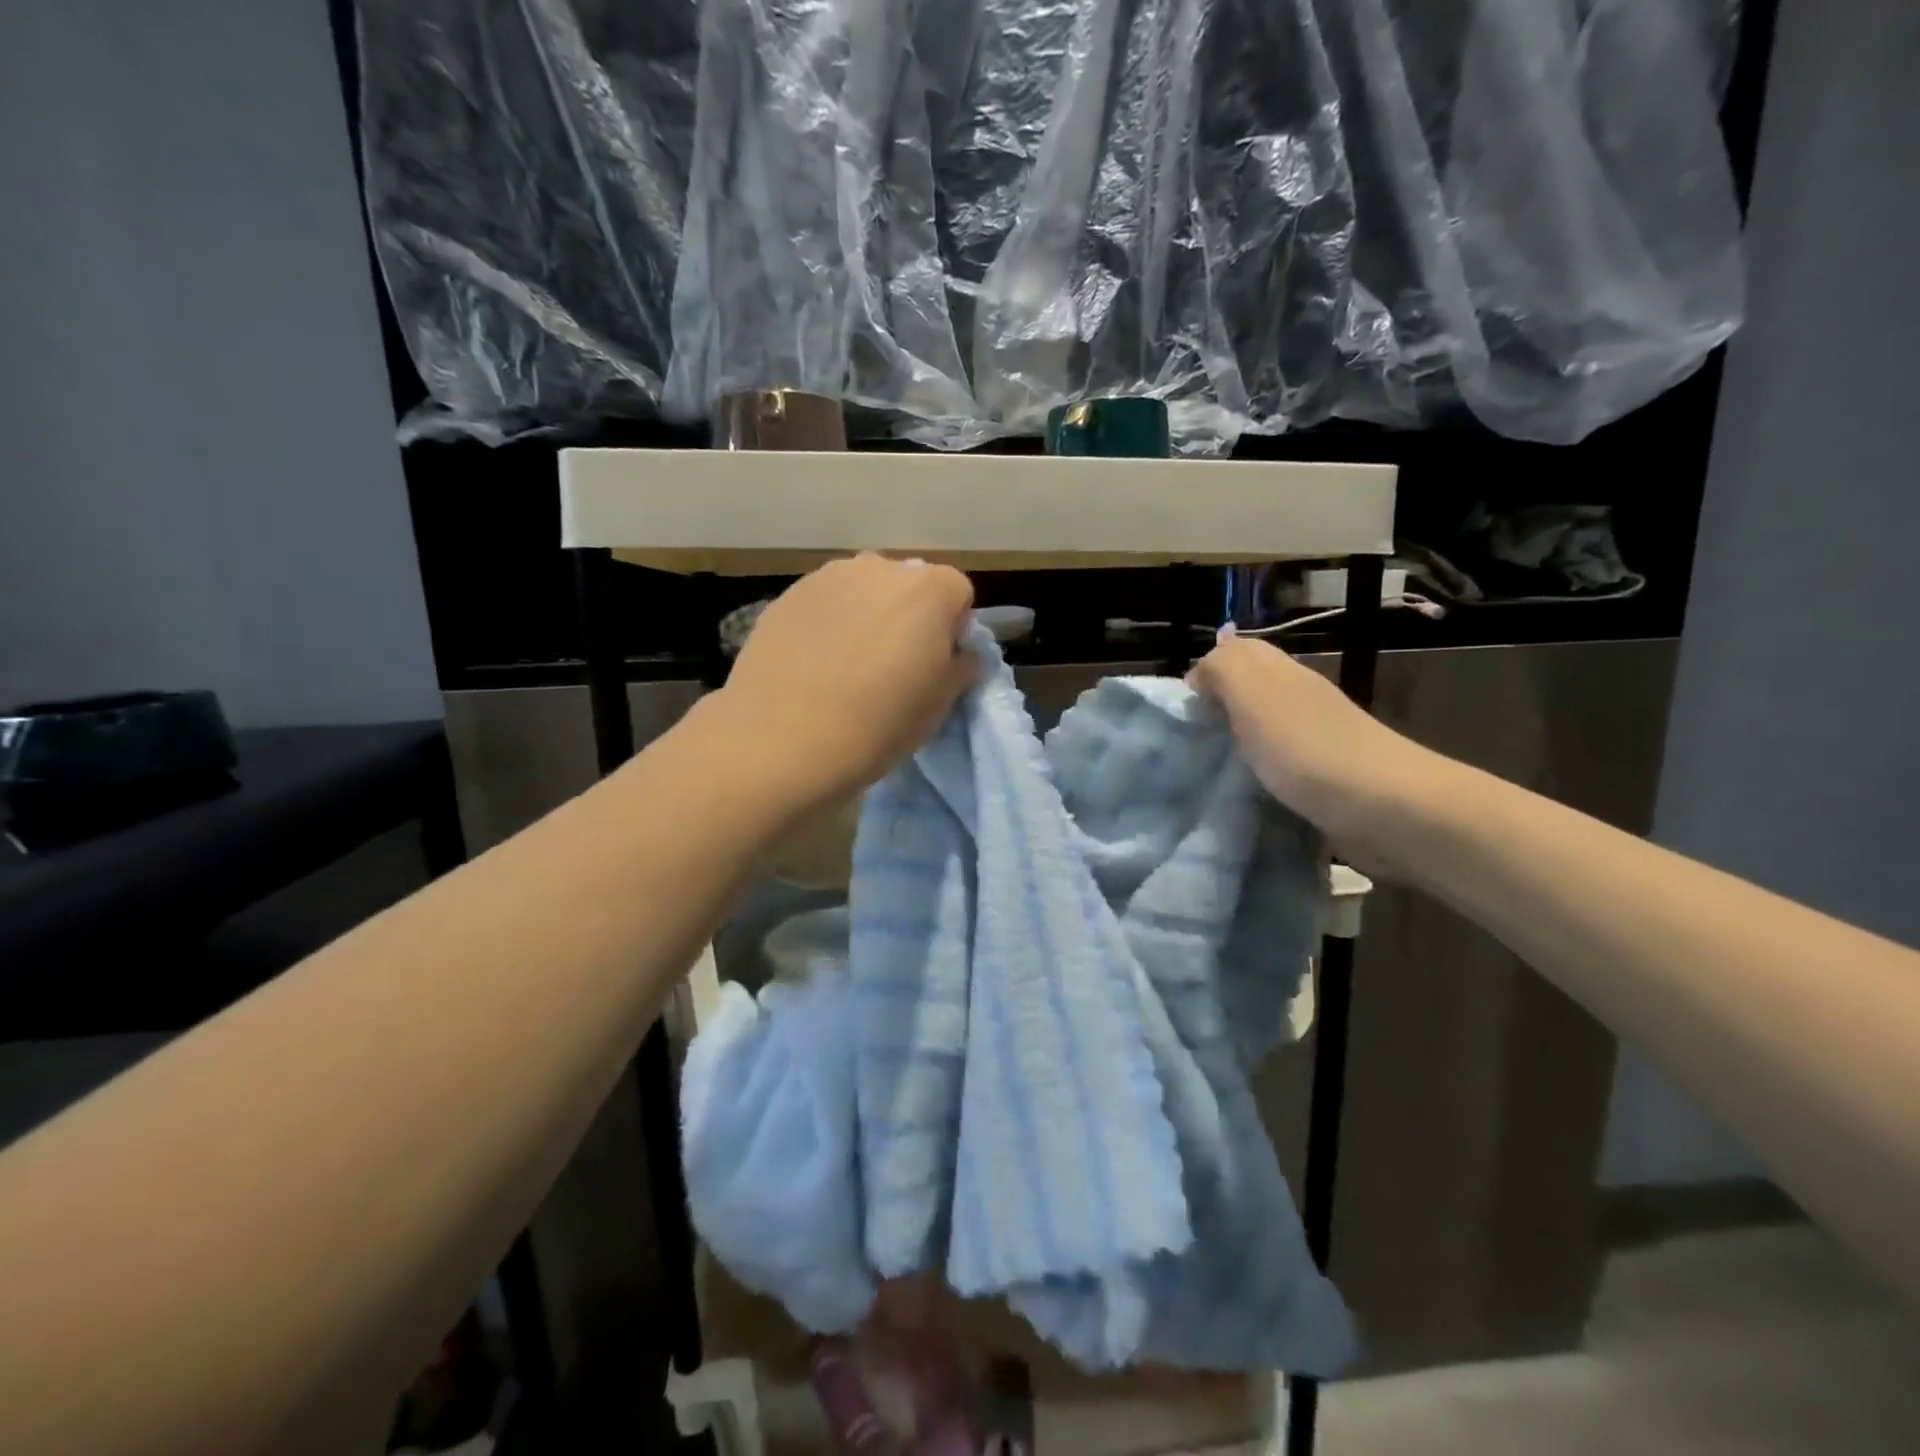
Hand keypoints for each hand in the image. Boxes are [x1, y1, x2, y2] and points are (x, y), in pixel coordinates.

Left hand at [713, 555, 976, 807]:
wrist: (782, 740)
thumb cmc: (878, 723)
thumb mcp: (940, 704)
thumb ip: (961, 666)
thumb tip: (958, 653)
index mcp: (929, 590)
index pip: (958, 594)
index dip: (952, 630)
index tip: (936, 666)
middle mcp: (880, 568)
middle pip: (909, 586)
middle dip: (910, 617)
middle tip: (894, 667)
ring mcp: (828, 577)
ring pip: (864, 591)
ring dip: (867, 617)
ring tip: (849, 666)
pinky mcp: (787, 595)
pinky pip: (825, 604)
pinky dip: (829, 624)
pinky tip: (814, 665)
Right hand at [1189, 631, 1427, 857]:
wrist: (1386, 809)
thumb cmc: (1307, 748)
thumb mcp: (1254, 695)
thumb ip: (1223, 670)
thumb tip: (1201, 672)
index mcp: (1282, 674)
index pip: (1239, 653)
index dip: (1207, 670)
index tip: (1181, 708)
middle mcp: (1300, 698)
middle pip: (1250, 691)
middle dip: (1217, 707)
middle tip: (1187, 739)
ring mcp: (1315, 739)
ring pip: (1263, 728)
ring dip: (1236, 743)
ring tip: (1205, 766)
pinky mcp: (1323, 778)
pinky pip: (1278, 765)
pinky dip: (1256, 773)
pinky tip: (1241, 791)